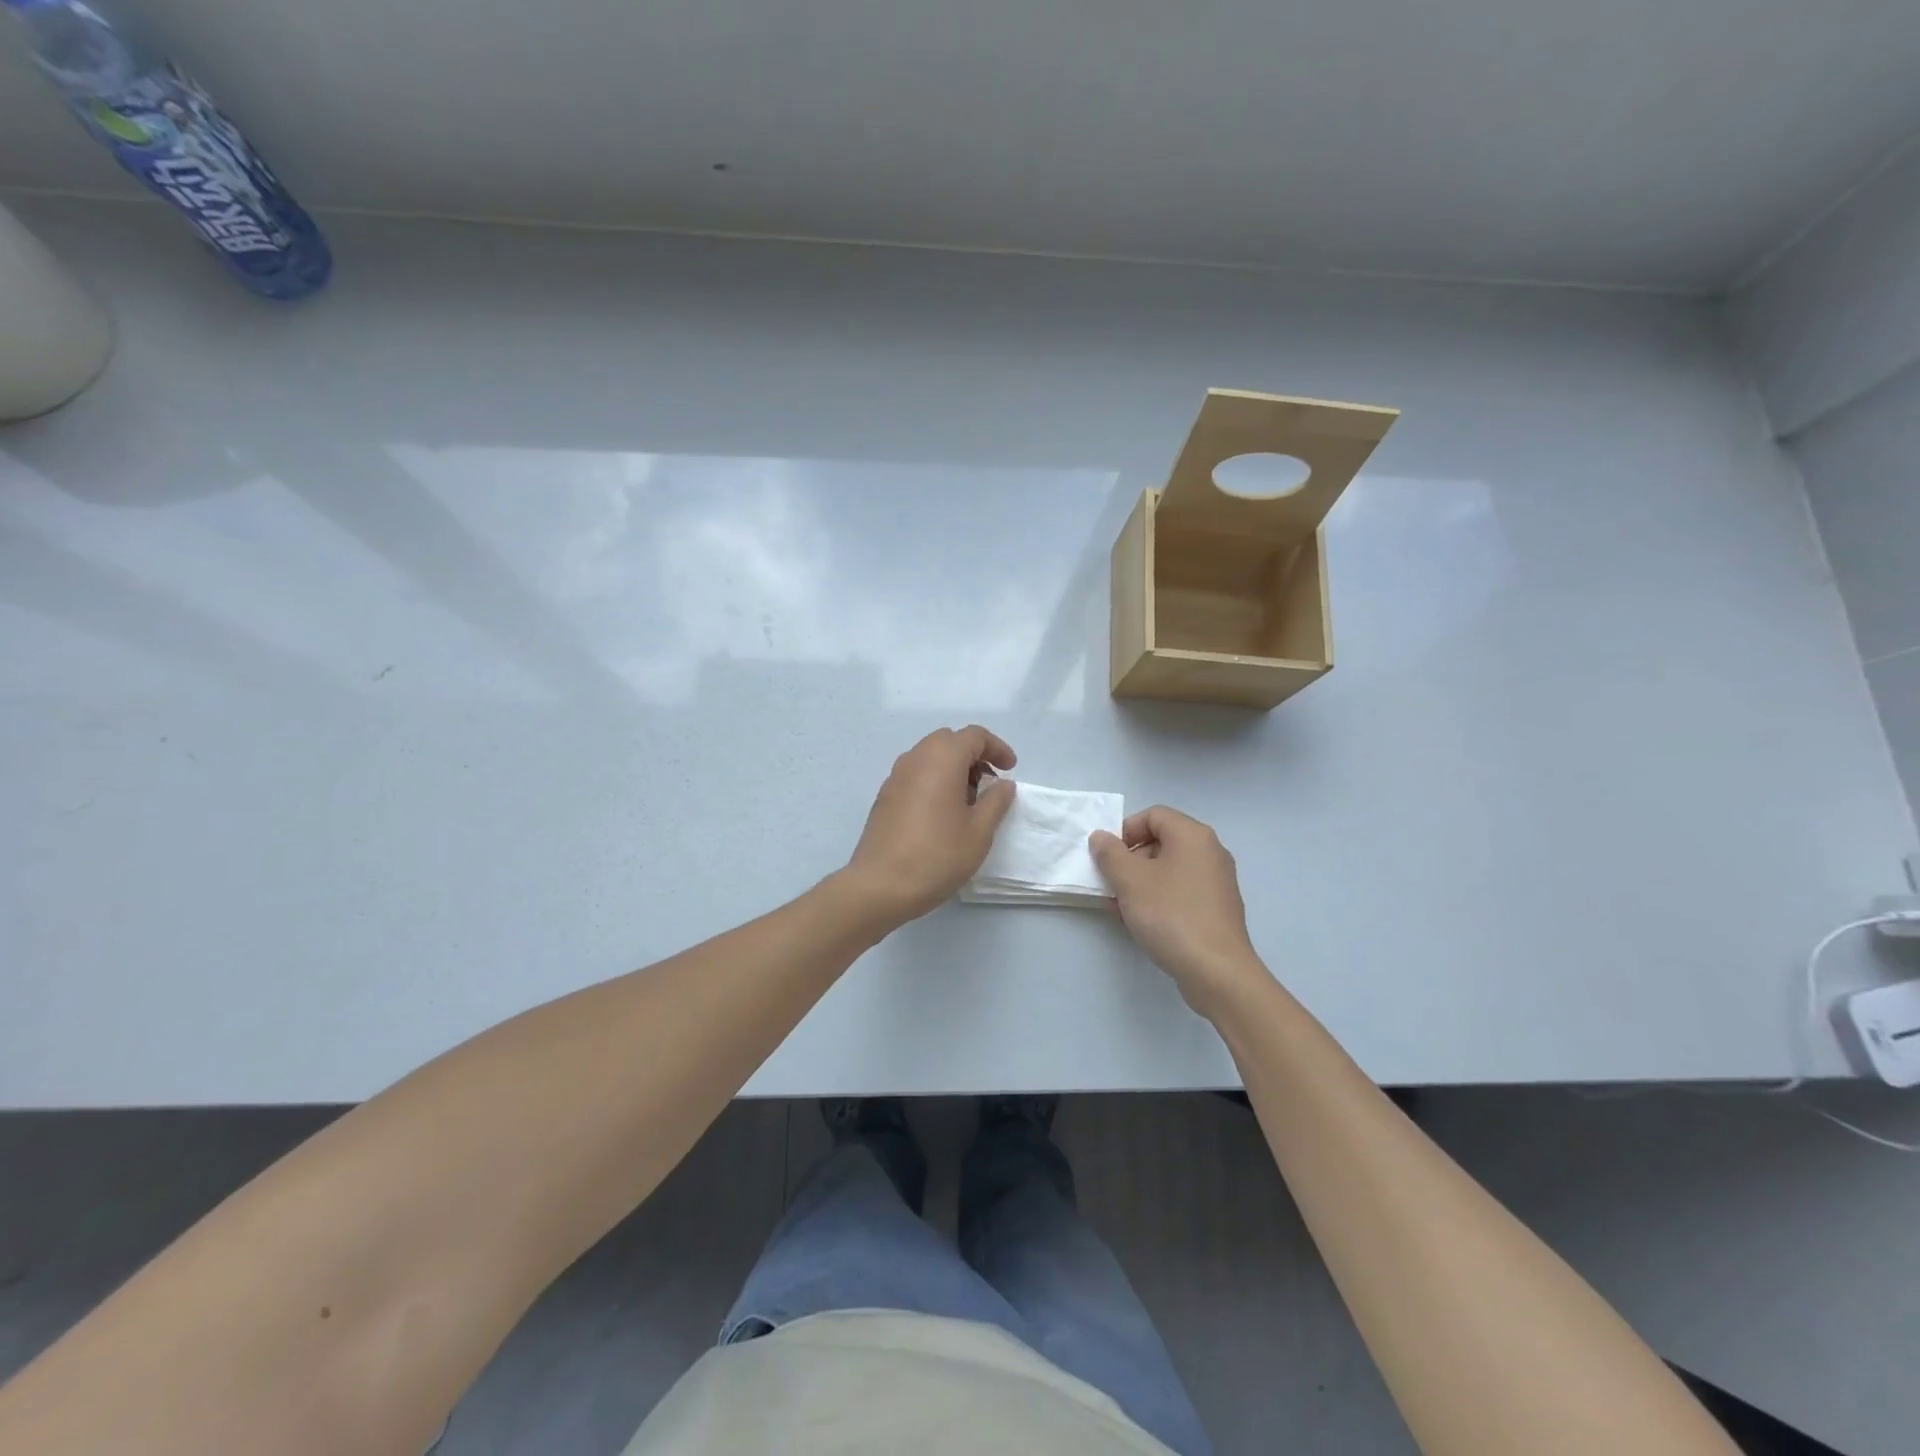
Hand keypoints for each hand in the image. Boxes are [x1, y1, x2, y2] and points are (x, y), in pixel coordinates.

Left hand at [844, 726, 1017, 924]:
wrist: (880, 886)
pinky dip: (934, 780)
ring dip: (953, 768)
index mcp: (941, 759)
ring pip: (929, 757)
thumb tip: (1003, 784)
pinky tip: (942, 813)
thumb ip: (996, 801)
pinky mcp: (884, 797)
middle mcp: (915, 759)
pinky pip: (915, 775)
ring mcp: (895, 777)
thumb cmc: (937, 856)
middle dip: (974, 756)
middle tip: (989, 784)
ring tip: (968, 801)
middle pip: (949, 741)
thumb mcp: (979, 832)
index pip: (974, 736)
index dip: (996, 748)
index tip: (1010, 770)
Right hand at [1089, 806, 1266, 1016]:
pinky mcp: (1218, 908)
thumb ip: (1110, 853)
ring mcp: (1217, 881)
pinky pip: (1182, 891)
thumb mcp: (1130, 881)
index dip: (1125, 830)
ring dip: (1141, 882)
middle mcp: (1210, 852)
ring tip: (1120, 907)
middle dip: (1130, 859)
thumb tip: (1101, 837)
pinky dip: (1159, 898)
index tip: (1107, 857)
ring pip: (1169, 869)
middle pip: (1161, 841)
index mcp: (1193, 836)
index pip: (1153, 815)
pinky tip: (1141, 922)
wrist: (1217, 971)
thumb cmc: (1171, 915)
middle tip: (1111, 884)